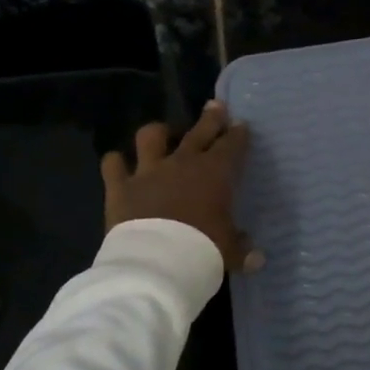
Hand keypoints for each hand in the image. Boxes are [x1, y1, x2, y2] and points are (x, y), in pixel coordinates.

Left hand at [103, 101, 258, 272]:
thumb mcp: (229, 252)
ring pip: (151, 136)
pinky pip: (113, 164)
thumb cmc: (203, 251)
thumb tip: (257, 259)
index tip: (241, 125)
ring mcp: (148, 171)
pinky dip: (115, 163)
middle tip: (215, 106)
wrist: (156, 262)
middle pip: (200, 131)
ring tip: (162, 133)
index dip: (238, 134)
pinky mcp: (120, 186)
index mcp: (215, 174)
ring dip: (158, 132)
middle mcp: (182, 163)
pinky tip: (117, 163)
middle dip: (211, 117)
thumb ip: (242, 250)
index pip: (232, 145)